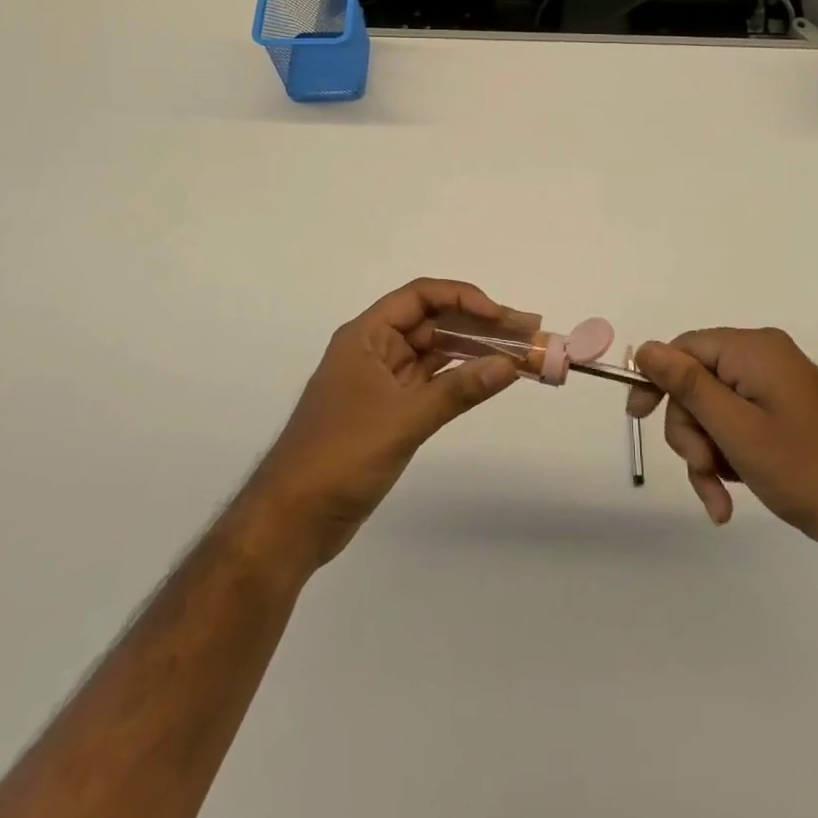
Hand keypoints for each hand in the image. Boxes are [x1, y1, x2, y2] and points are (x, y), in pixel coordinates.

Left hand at [244, 279, 520, 568]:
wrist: (291, 521)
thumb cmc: (340, 457)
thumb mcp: (404, 420)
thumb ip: (458, 390)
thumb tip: (509, 365)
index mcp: (366, 336)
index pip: (420, 296)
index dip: (462, 298)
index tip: (500, 315)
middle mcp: (375, 350)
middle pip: (432, 322)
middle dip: (478, 324)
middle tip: (526, 331)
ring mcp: (381, 381)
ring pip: (435, 353)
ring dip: (473, 351)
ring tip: (519, 353)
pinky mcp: (388, 410)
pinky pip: (431, 382)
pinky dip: (459, 379)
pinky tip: (489, 378)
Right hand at [627, 329, 817, 554]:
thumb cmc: (801, 471)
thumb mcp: (734, 429)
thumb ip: (687, 384)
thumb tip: (646, 348)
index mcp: (754, 348)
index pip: (685, 348)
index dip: (657, 381)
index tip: (638, 418)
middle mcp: (765, 356)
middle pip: (698, 382)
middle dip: (691, 431)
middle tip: (702, 470)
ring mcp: (777, 385)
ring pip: (714, 410)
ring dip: (707, 453)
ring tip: (719, 497)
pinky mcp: (785, 411)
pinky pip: (738, 423)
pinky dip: (728, 456)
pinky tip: (729, 498)